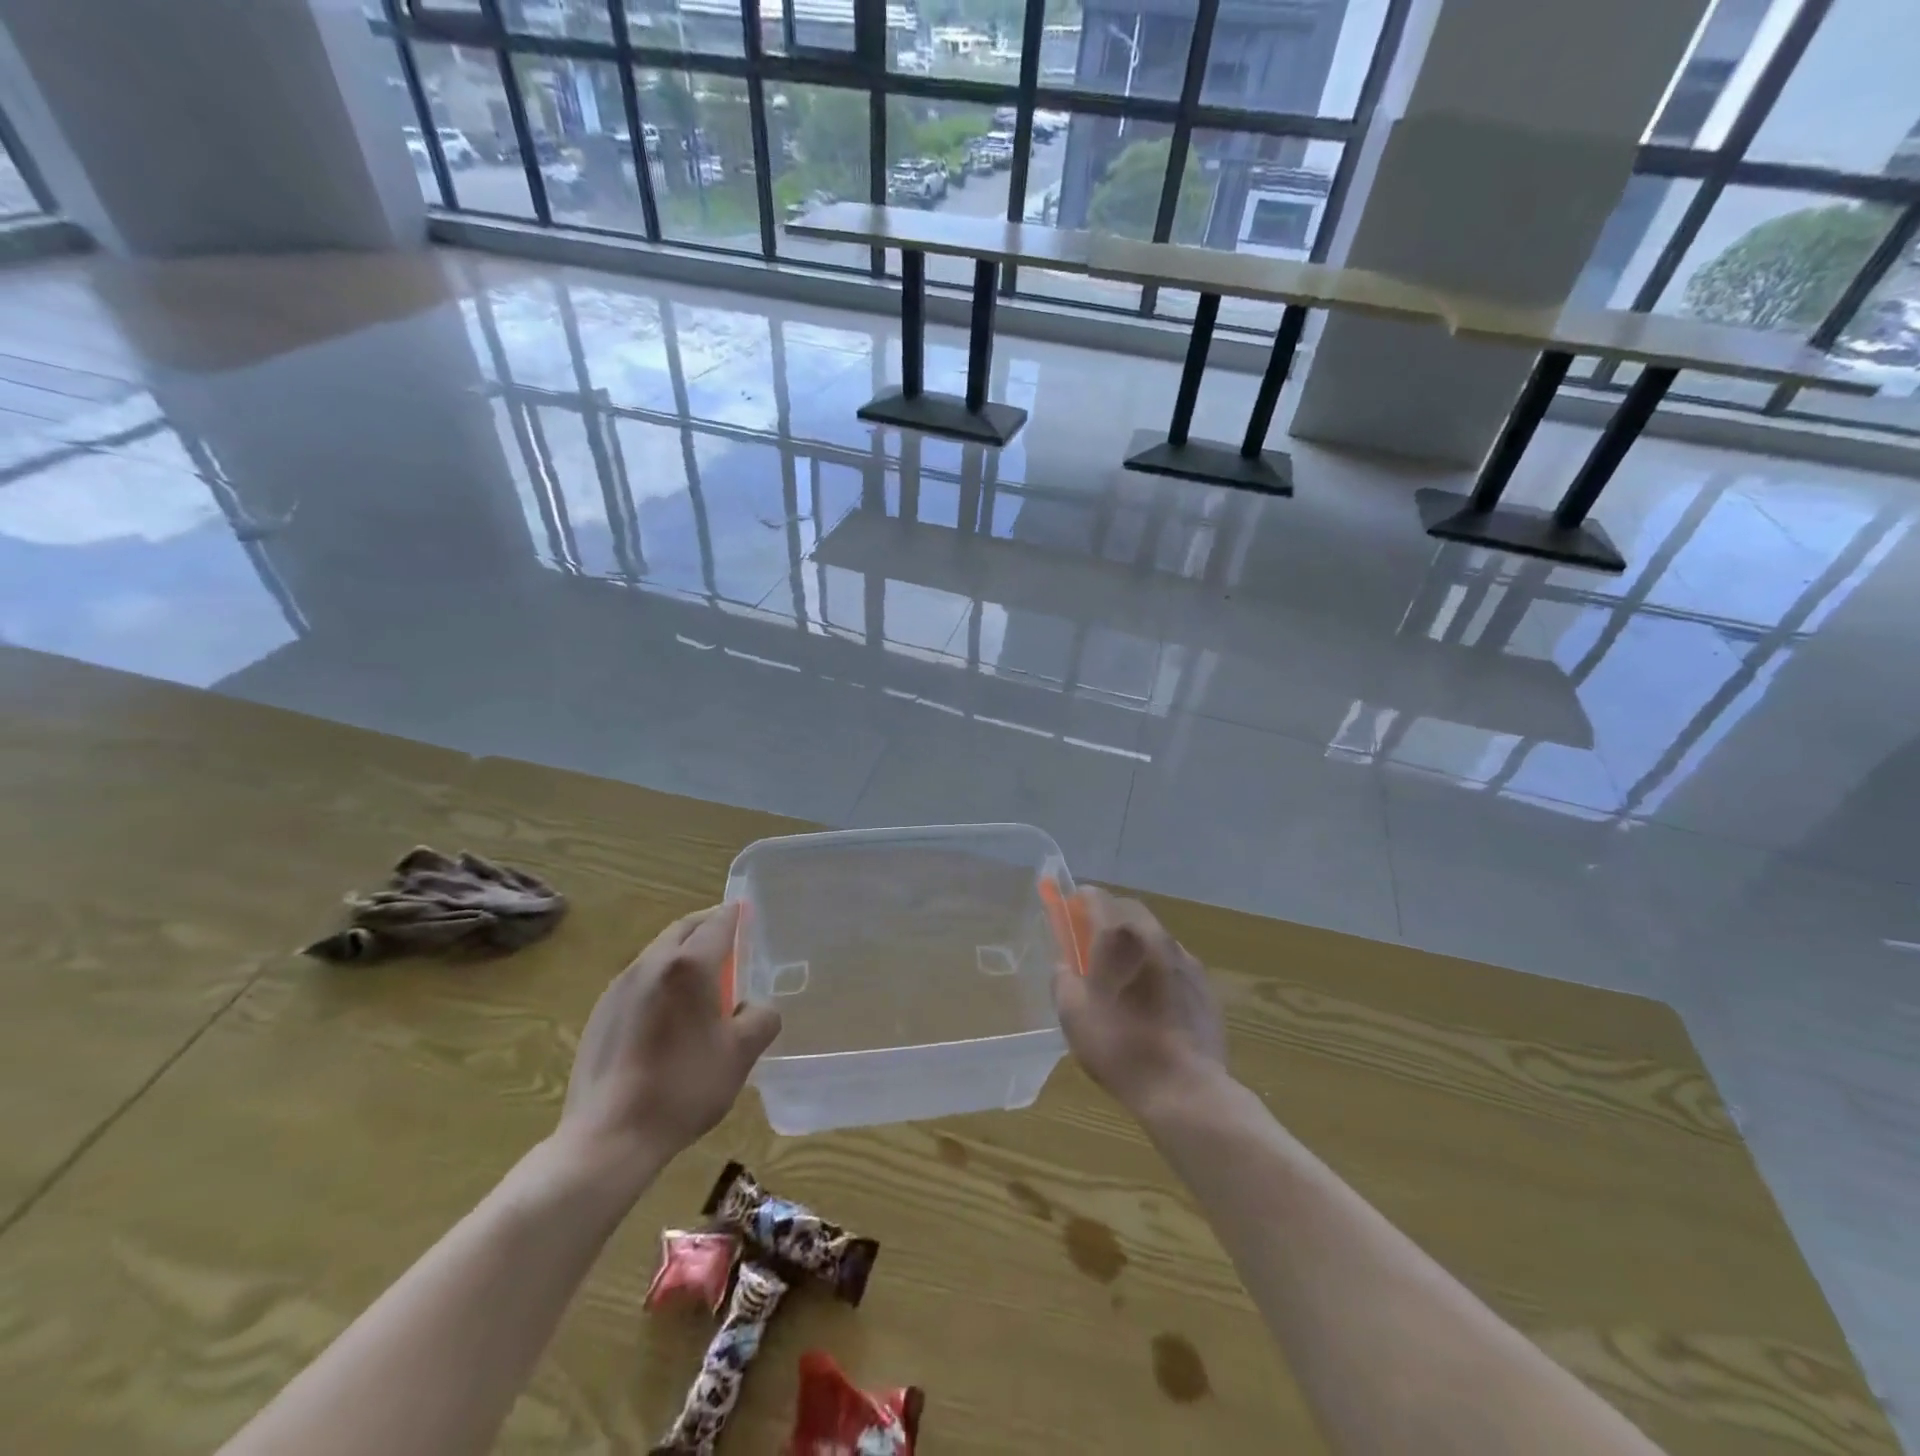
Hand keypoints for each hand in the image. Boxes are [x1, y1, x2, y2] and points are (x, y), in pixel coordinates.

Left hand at [557, 904, 780, 1178]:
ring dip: (682, 952)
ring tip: (702, 976)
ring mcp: (619, 988)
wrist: (609, 1137)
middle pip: (682, 929)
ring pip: (657, 952)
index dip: (735, 915)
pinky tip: (669, 1012)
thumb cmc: (683, 1088)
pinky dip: (661, 978)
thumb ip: (761, 1018)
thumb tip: (757, 1007)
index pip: (717, 923)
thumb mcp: (741, 1054)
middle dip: (707, 925)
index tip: (747, 912)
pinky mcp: (600, 1013)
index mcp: (688, 966)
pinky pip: (638, 979)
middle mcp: (650, 965)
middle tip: (729, 935)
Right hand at [1053, 887, 1226, 1116]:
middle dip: (1109, 917)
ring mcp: (1184, 958)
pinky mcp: (1205, 984)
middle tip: (1093, 944)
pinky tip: (1153, 999)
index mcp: (1119, 936)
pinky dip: (1158, 965)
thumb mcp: (1073, 1015)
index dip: (1079, 901)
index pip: (1096, 897)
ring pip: (1154, 934)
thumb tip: (1065, 964)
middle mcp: (1154, 936)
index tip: (1069, 916)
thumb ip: (1063, 979)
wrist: (1185, 1088)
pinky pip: (1174, 961)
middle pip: (1128, 909)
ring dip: (1136, 942)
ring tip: (1125, 975)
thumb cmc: (1119, 1047)